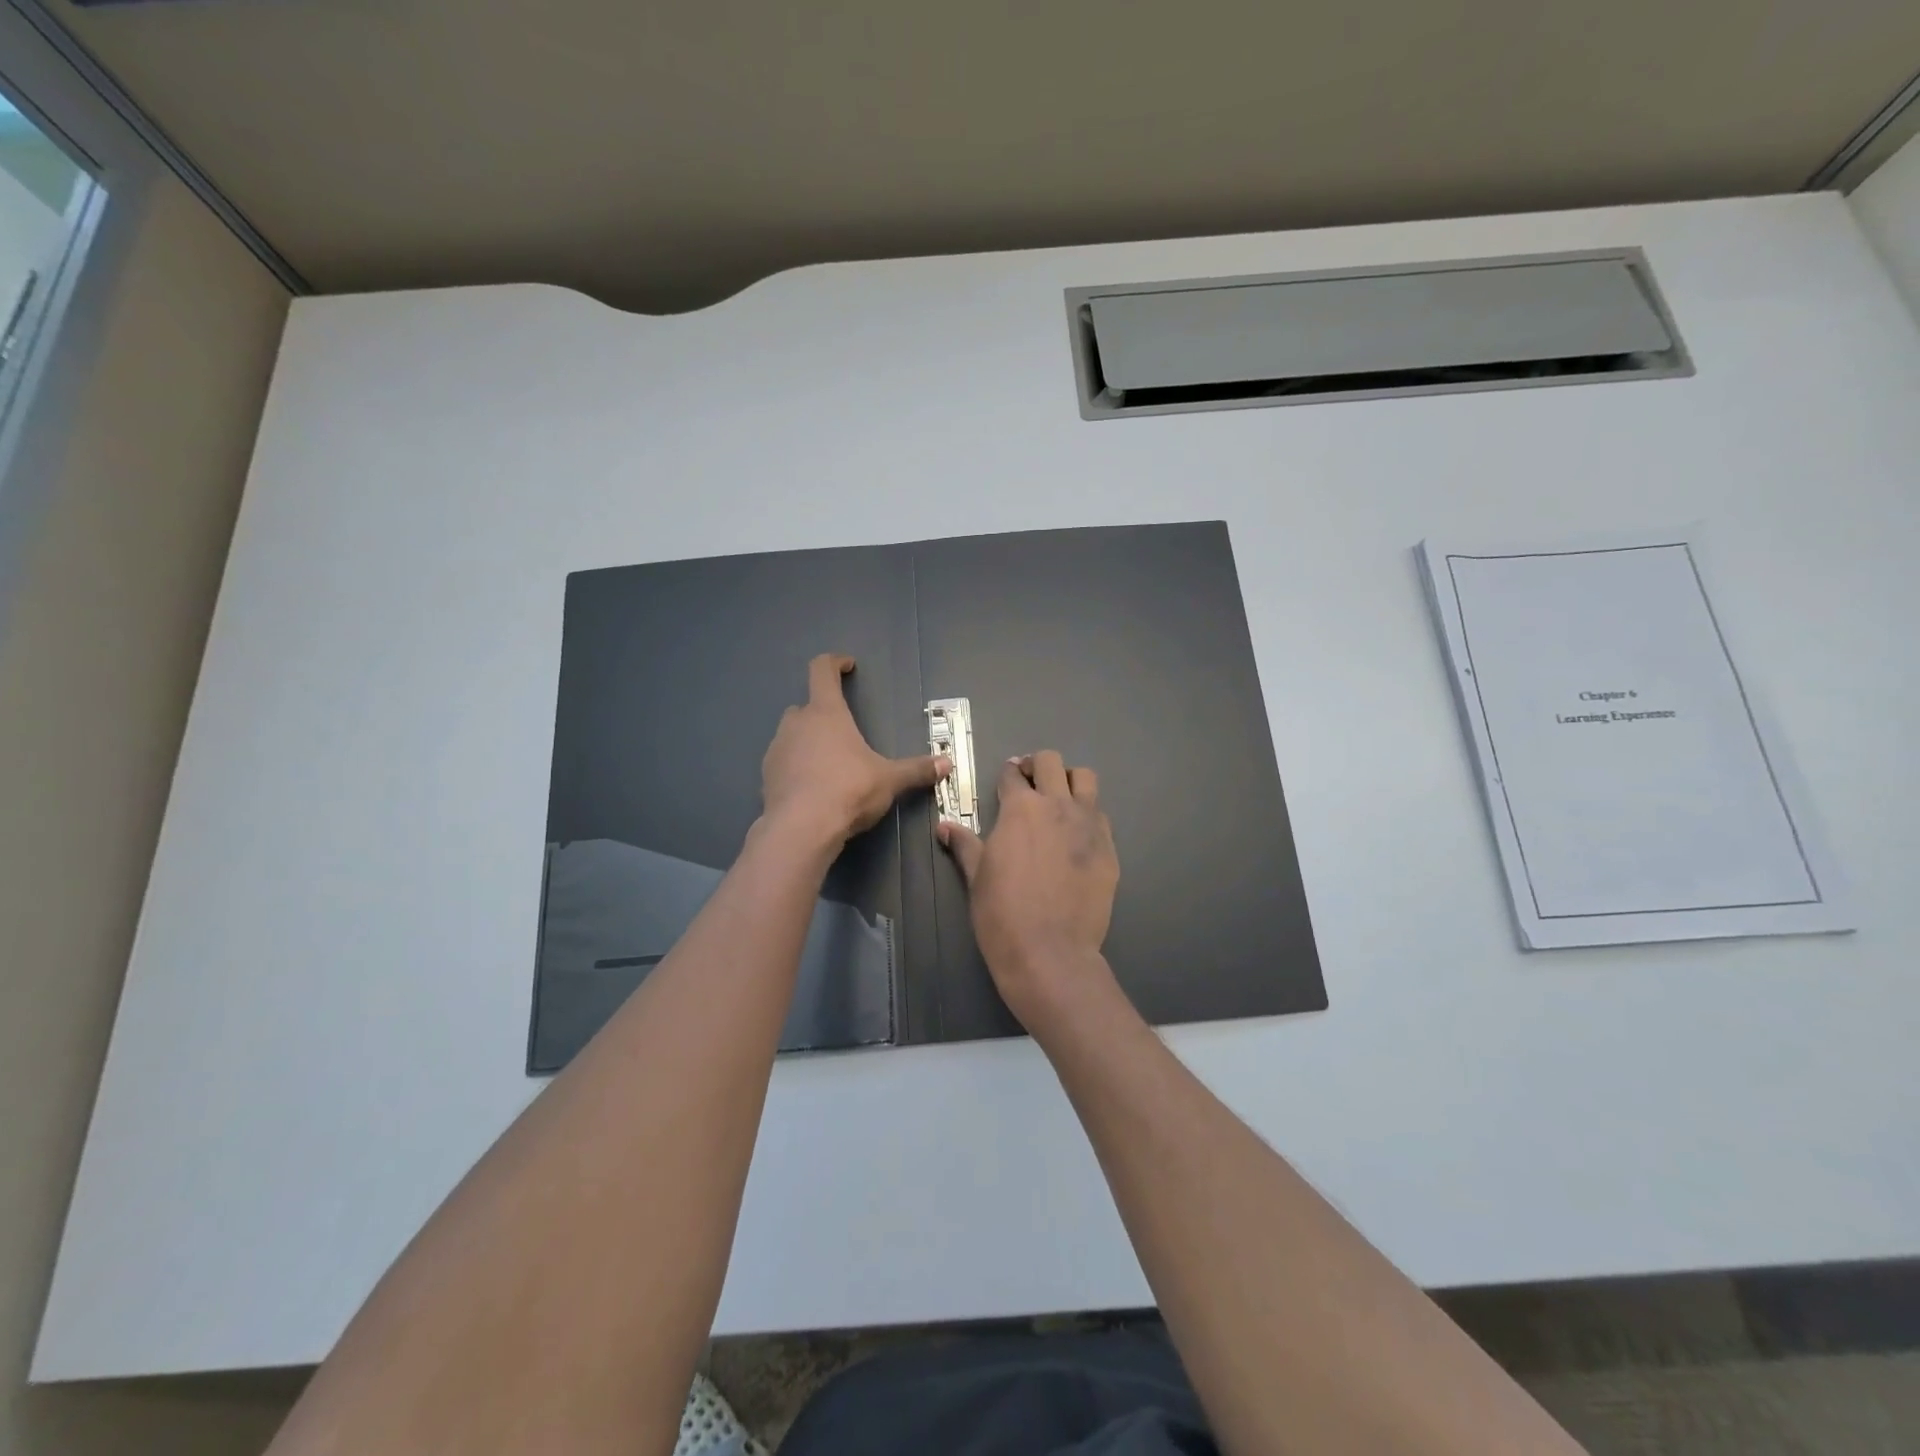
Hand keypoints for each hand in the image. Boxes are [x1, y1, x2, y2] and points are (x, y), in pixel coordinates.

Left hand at [761, 653, 947, 848]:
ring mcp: (777, 749)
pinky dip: (797, 767)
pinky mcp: (766, 776)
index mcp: (826, 713)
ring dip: (808, 742)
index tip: (846, 665)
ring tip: (830, 765)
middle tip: (844, 733)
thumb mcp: (889, 780)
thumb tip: (947, 764)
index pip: (821, 670)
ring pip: (793, 735)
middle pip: (806, 706)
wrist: (801, 829)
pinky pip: (784, 762)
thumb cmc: (848, 790)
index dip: (834, 662)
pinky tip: (813, 788)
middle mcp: (797, 724)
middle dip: (823, 714)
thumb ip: (916, 770)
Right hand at [938, 750, 1119, 1031]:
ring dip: (1070, 781)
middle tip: (1030, 782)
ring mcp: (1088, 825)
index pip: (1012, 774)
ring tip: (1060, 799)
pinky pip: (1101, 816)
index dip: (1007, 774)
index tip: (1006, 780)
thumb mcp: (976, 877)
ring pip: (1085, 779)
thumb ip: (964, 845)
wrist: (1050, 952)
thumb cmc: (1003, 914)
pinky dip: (1088, 815)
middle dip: (1038, 766)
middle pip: (1051, 762)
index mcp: (1020, 809)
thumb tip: (944, 826)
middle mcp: (1057, 806)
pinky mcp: (1109, 848)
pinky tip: (1077, 836)